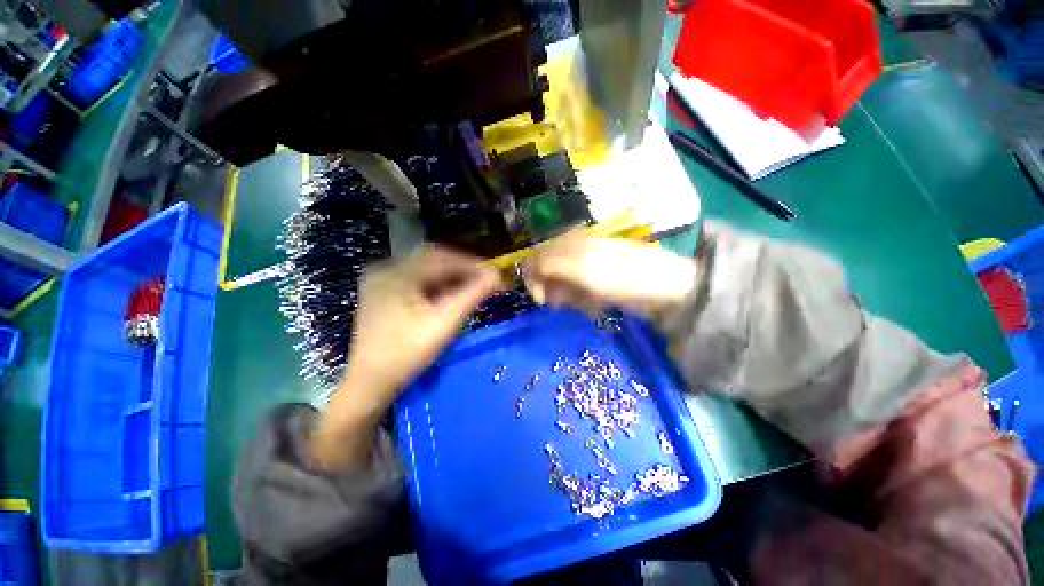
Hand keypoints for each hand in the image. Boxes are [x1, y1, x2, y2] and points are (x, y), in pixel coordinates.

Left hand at [313, 246, 500, 471]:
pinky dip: (438, 285)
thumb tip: (497, 276)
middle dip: (464, 269)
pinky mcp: (384, 293)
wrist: (370, 383)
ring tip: (474, 288)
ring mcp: (382, 280)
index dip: (473, 265)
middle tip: (487, 281)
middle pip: (434, 259)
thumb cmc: (408, 353)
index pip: (443, 258)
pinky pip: (417, 280)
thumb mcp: (445, 323)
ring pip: (426, 269)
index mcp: (396, 273)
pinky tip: (452, 294)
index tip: (496, 275)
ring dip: (453, 276)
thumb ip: (472, 295)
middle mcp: (386, 268)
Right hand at [523, 231, 697, 315]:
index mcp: (568, 243)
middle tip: (567, 303)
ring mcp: (585, 268)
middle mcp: (573, 253)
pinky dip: (582, 302)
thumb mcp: (580, 269)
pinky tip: (596, 305)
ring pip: (561, 287)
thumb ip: (549, 265)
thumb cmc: (619, 276)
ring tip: (587, 303)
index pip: (536, 258)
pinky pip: (577, 295)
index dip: (533, 278)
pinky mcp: (595, 283)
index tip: (541, 299)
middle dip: (554, 291)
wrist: (660, 287)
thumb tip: (526, 267)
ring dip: (569, 298)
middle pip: (547, 274)